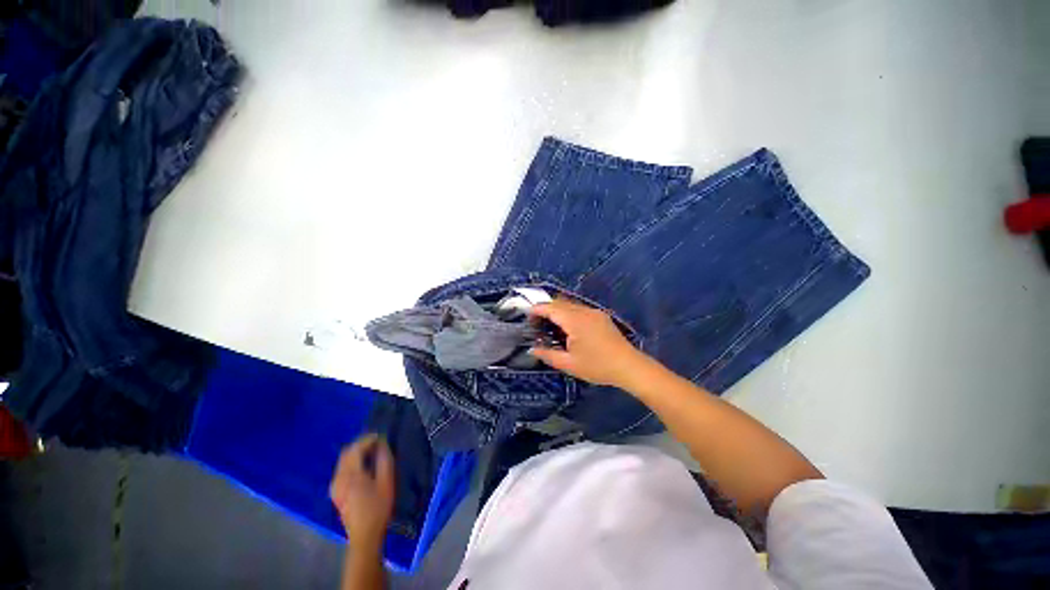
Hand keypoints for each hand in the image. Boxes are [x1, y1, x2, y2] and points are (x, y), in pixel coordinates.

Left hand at [330, 434, 394, 550]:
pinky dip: (352, 461)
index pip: (356, 448)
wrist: (364, 536)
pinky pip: (342, 468)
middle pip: (346, 452)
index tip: (381, 436)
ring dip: (356, 452)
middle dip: (361, 444)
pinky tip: (364, 465)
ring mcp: (335, 486)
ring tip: (372, 452)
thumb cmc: (378, 508)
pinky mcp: (335, 492)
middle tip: (377, 442)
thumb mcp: (387, 482)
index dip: (368, 439)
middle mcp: (338, 478)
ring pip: (343, 460)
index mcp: (351, 475)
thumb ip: (384, 460)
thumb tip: (382, 444)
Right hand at [529, 298, 646, 387]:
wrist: (629, 366)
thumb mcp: (569, 364)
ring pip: (570, 305)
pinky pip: (579, 309)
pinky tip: (568, 326)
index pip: (551, 308)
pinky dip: (568, 313)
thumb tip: (533, 350)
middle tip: (536, 321)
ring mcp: (594, 312)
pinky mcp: (601, 316)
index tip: (527, 315)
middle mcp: (584, 311)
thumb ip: (548, 355)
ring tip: (549, 324)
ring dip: (558, 310)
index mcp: (575, 321)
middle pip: (560, 303)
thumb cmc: (598, 366)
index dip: (537, 309)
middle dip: (546, 308)